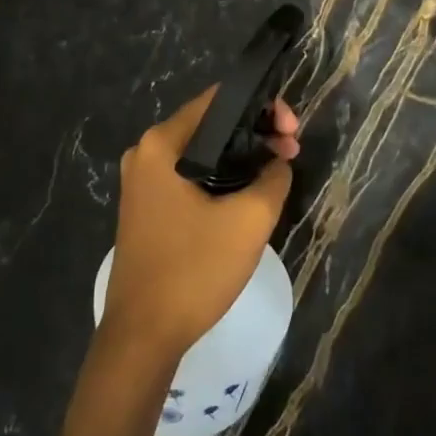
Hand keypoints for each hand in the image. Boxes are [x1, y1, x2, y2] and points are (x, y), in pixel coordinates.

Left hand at [103, 90, 298, 363]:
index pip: (219, 99)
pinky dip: (222, 178)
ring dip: (241, 157)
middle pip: (211, 124)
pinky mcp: (148, 208)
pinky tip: (248, 194)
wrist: (143, 335)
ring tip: (277, 173)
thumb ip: (273, 178)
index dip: (263, 106)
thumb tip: (278, 163)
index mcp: (162, 144)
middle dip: (255, 132)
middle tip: (291, 153)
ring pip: (203, 152)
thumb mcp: (249, 220)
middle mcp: (146, 154)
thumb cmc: (194, 270)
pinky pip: (191, 176)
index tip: (292, 132)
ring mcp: (143, 182)